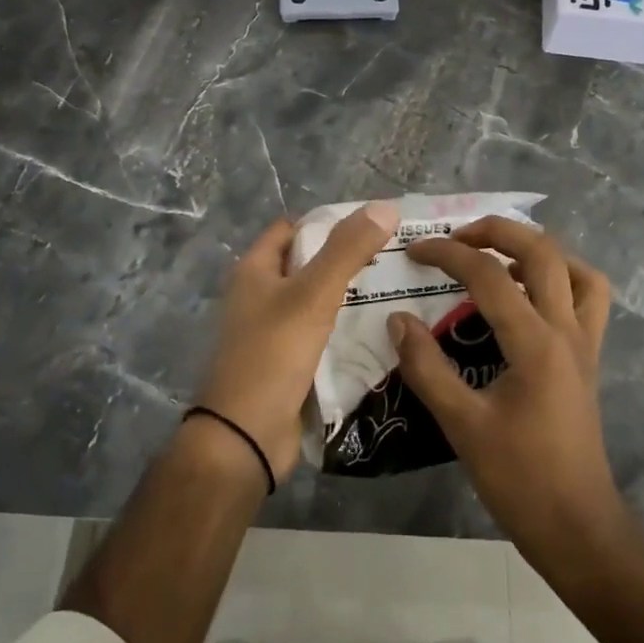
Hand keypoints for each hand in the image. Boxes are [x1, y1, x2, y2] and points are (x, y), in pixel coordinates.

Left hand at [195, 202, 401, 483]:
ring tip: (397, 291)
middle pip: (306, 265)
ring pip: (317, 304)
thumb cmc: (273, 354)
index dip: (327, 223)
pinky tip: (379, 332)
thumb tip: (385, 206)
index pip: (291, 230)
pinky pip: (321, 337)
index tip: (371, 226)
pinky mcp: (287, 364)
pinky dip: (345, 331)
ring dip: (349, 298)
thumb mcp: (313, 294)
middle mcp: (259, 297)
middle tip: (394, 259)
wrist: (246, 436)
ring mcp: (272, 333)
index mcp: (255, 271)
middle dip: (345, 261)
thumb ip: (347, 250)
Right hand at [389, 218, 620, 550]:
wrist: (577, 525)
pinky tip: (530, 297)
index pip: (489, 276)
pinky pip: (588, 300)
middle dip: (497, 231)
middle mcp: (567, 330)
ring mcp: (585, 343)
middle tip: (457, 237)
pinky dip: (563, 280)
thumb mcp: (461, 424)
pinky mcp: (589, 359)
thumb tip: (397, 319)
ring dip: (538, 251)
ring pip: (577, 270)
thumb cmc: (519, 478)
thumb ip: (426, 368)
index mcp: (535, 343)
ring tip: (499, 257)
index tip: (414, 252)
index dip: (447, 255)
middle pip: (542, 252)